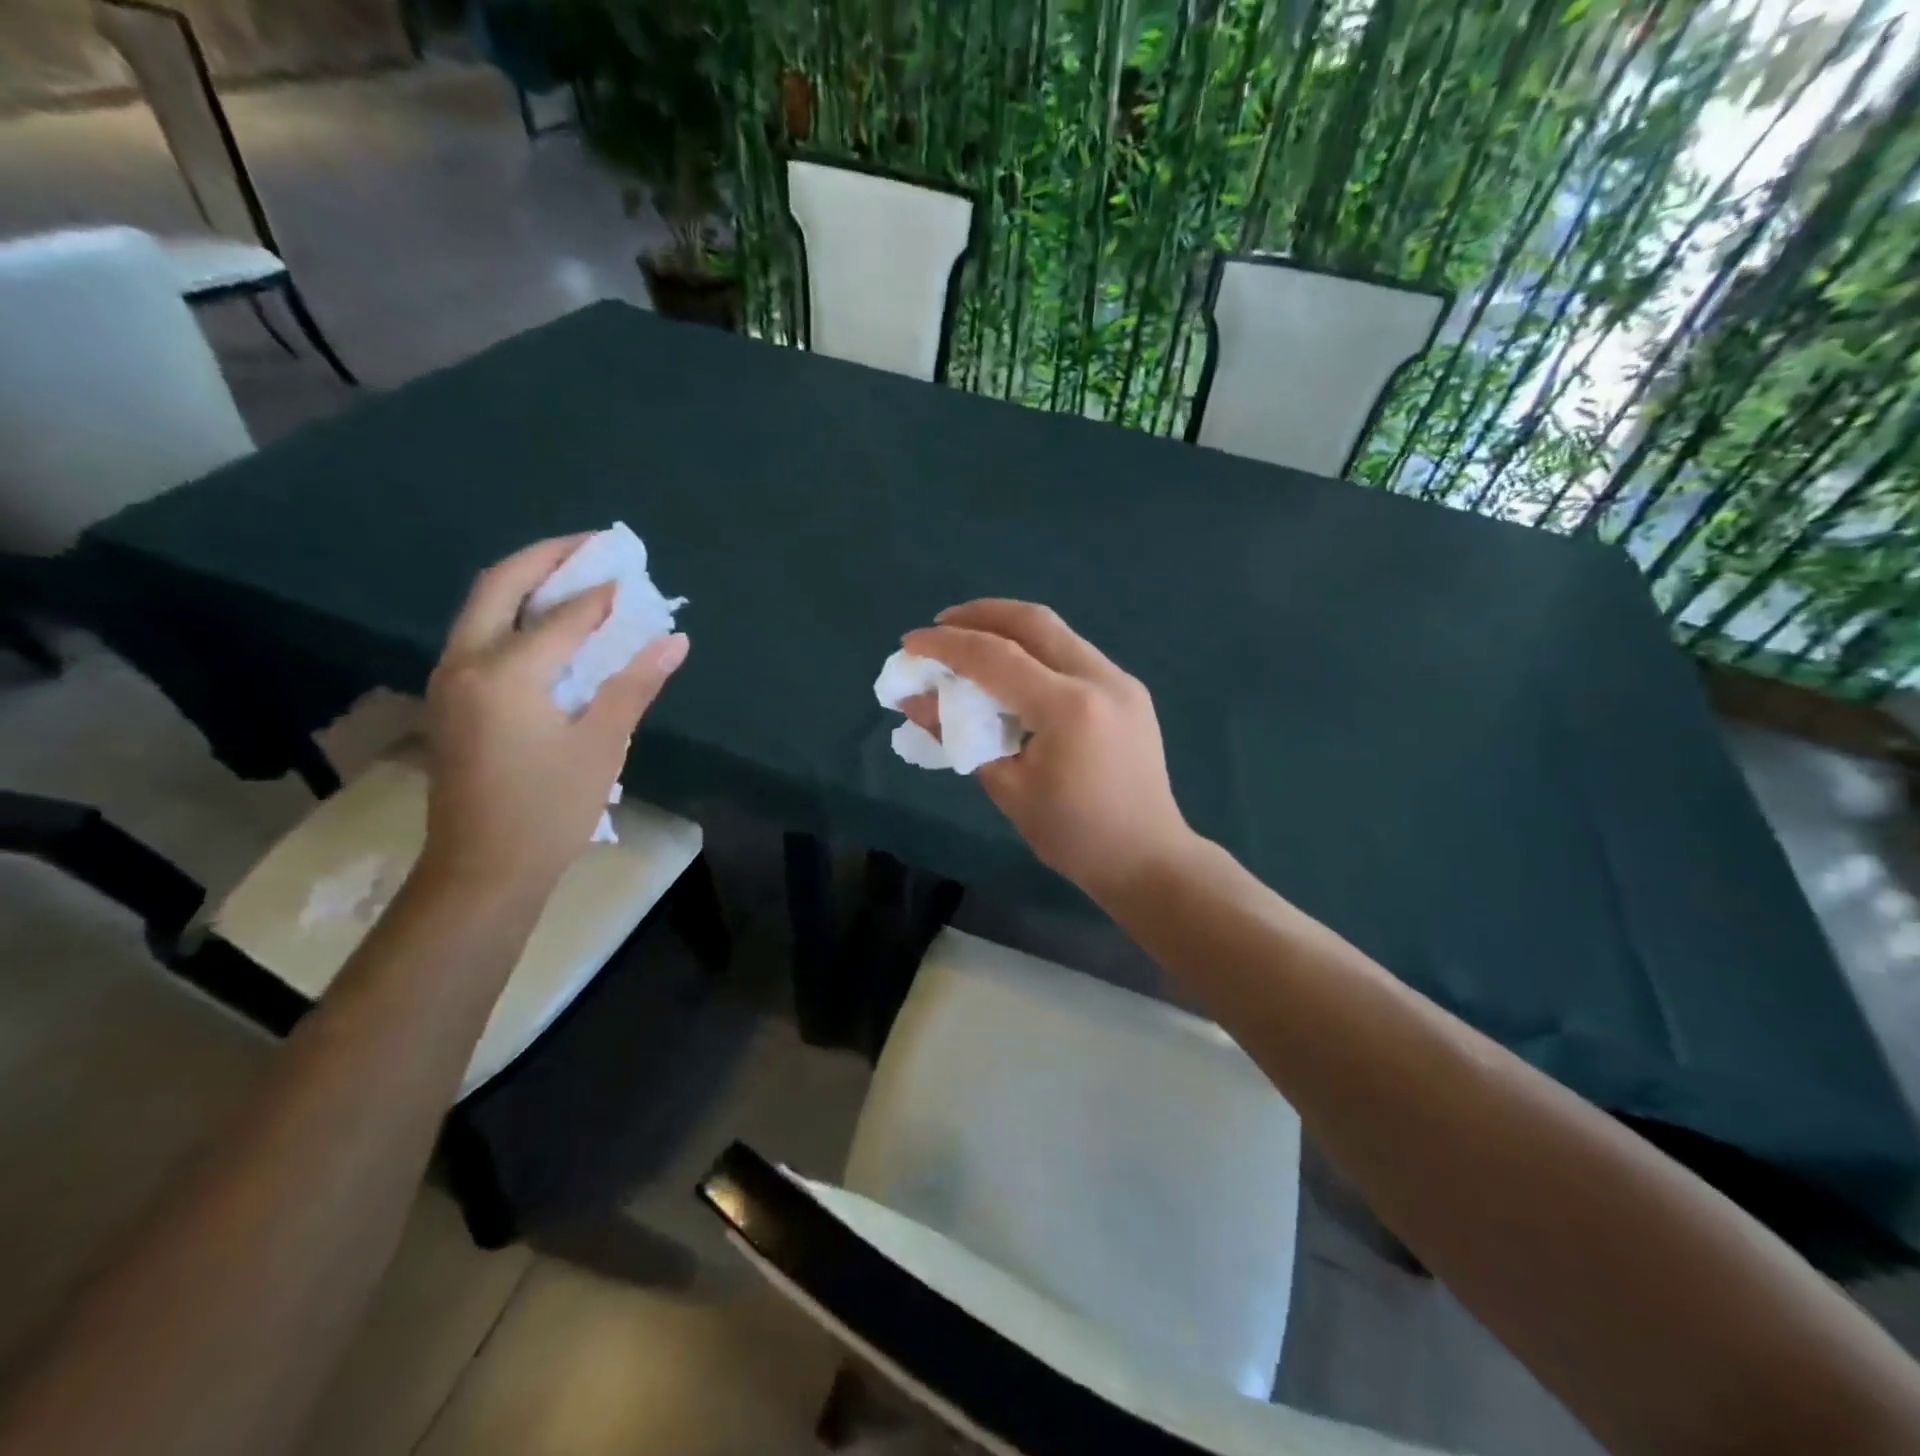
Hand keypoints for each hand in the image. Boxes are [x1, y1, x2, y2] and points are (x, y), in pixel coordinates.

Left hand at [419, 535, 688, 900]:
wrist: (483, 871)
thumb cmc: (549, 809)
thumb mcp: (602, 745)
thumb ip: (634, 684)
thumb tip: (674, 640)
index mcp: (504, 672)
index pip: (561, 616)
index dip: (602, 594)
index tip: (634, 573)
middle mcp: (465, 663)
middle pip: (499, 586)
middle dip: (546, 558)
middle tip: (592, 546)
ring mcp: (450, 682)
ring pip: (483, 609)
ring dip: (527, 584)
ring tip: (576, 575)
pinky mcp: (452, 702)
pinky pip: (481, 637)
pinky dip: (516, 616)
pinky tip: (551, 627)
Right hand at [901, 600, 1192, 904]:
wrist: (1148, 857)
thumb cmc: (1074, 836)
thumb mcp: (1007, 789)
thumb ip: (959, 736)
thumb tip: (915, 701)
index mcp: (1069, 708)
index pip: (995, 657)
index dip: (946, 645)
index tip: (910, 643)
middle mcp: (1100, 678)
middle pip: (1033, 621)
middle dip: (980, 614)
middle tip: (941, 626)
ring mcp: (1121, 680)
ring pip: (1057, 632)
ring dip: (1009, 628)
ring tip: (971, 643)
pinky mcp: (1129, 690)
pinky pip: (1073, 653)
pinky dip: (1035, 650)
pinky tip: (1013, 671)